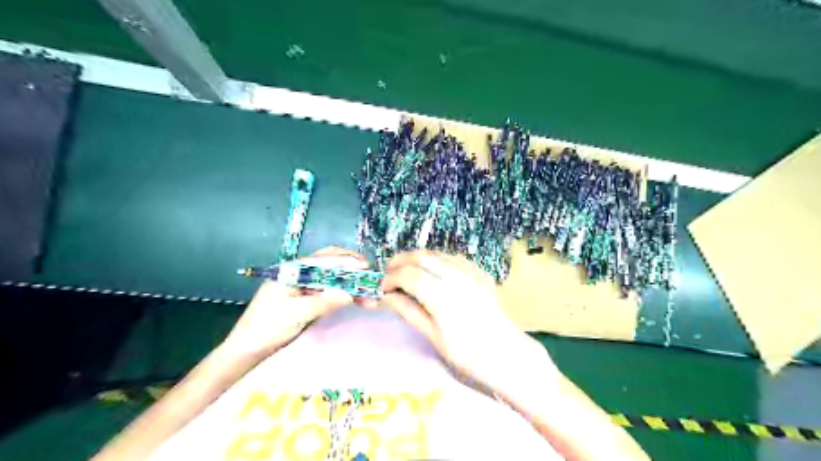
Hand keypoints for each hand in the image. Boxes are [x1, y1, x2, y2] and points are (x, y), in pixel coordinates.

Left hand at [223, 249, 366, 359]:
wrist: (247, 351)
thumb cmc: (266, 329)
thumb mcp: (295, 314)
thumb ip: (322, 302)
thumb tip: (349, 294)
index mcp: (291, 271)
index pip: (323, 260)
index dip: (345, 261)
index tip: (365, 266)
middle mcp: (298, 274)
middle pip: (329, 263)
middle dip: (350, 267)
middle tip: (370, 274)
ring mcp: (303, 287)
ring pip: (331, 277)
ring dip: (350, 282)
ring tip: (368, 291)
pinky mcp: (307, 299)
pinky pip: (329, 290)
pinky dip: (343, 292)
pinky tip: (355, 297)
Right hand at [382, 252, 561, 391]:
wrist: (507, 354)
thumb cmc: (468, 354)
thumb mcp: (433, 336)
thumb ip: (409, 311)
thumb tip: (387, 297)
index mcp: (441, 295)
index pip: (408, 275)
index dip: (391, 279)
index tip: (383, 289)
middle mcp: (455, 276)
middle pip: (421, 257)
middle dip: (400, 261)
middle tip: (390, 274)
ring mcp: (470, 271)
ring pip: (436, 253)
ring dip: (417, 258)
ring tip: (406, 271)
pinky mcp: (479, 272)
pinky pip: (452, 257)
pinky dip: (436, 259)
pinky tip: (431, 270)